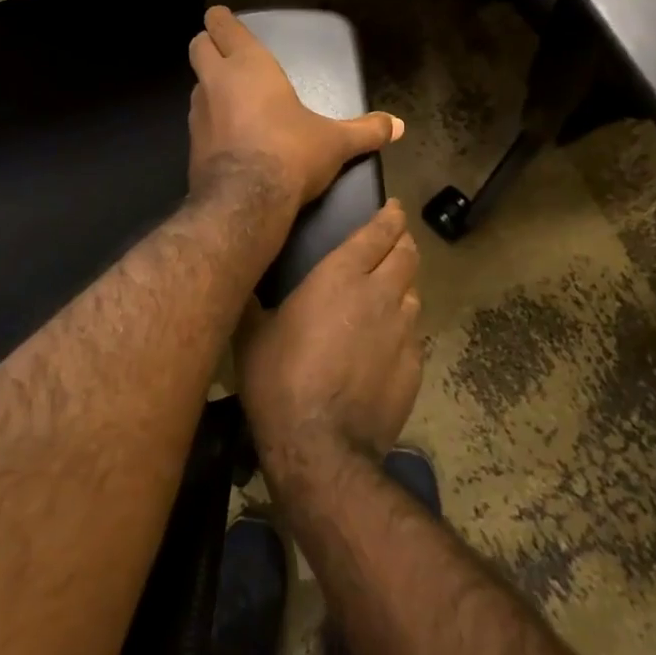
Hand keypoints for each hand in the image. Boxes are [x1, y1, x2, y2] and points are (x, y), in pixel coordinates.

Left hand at [188, 6, 403, 205]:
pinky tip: (229, 136)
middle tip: (225, 53)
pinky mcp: (191, 144)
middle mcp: (216, 82)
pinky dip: (210, 121)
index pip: (222, 27)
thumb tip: (398, 126)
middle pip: (198, 46)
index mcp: (249, 66)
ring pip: (196, 85)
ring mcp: (198, 113)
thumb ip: (366, 131)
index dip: (221, 20)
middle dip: (207, 44)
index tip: (222, 19)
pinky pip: (198, 120)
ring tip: (232, 97)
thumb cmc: (291, 153)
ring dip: (209, 85)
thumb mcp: (336, 142)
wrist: (245, 201)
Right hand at [237, 200, 422, 466]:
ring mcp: (402, 331)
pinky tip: (389, 339)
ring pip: (414, 292)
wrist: (320, 446)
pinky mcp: (414, 366)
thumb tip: (241, 278)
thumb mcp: (253, 333)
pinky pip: (414, 333)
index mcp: (341, 276)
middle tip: (394, 240)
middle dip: (403, 241)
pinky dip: (404, 326)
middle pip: (406, 255)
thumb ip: (255, 298)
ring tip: (392, 288)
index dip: (390, 217)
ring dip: (404, 283)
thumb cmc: (278, 379)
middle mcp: (379, 294)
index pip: (378, 233)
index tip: (394, 208)